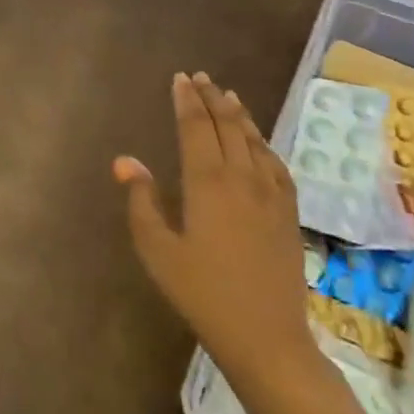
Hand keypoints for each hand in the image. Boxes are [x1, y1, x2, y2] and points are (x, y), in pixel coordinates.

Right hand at [115, 73, 314, 386]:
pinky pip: (276, 164)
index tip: (180, 78)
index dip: (186, 101)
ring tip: (227, 95)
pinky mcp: (288, 212)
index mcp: (207, 182)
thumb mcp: (157, 249)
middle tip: (200, 77)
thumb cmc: (201, 292)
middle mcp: (242, 178)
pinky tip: (259, 141)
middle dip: (211, 98)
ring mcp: (271, 194)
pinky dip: (263, 143)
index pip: (195, 127)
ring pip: (254, 141)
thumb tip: (125, 160)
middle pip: (226, 126)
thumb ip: (141, 200)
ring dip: (239, 115)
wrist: (266, 335)